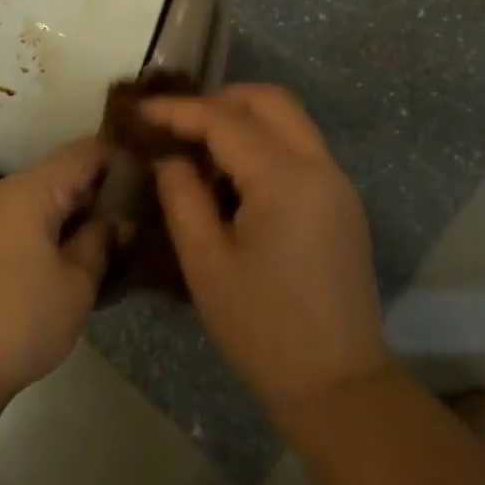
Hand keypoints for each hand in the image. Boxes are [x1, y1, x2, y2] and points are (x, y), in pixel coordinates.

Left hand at [0, 139, 111, 404]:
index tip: (150, 177)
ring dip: (70, 219)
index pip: (83, 153)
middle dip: (96, 195)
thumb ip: (101, 243)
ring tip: (105, 247)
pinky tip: (64, 266)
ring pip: (35, 204)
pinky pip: (14, 226)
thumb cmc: (19, 320)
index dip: (119, 159)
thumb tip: (117, 223)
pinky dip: (43, 236)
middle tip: (135, 220)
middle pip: (57, 177)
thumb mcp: (77, 284)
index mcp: (27, 191)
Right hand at [143, 85, 391, 413]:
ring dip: (244, 120)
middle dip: (220, 100)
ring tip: (199, 150)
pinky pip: (301, 150)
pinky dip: (265, 144)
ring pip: (290, 121)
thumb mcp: (206, 264)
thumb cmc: (262, 328)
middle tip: (177, 125)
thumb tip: (172, 159)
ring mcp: (338, 183)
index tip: (141, 111)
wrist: (336, 383)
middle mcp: (320, 167)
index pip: (225, 121)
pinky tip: (233, 178)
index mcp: (286, 180)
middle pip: (271, 101)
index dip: (179, 111)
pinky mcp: (342, 203)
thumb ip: (182, 198)